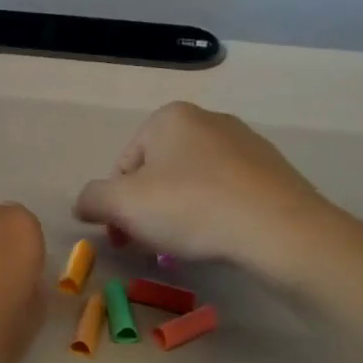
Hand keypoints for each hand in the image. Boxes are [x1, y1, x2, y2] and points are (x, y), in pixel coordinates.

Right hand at [74, 102, 362, 286]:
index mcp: (169, 117)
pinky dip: (214, 212)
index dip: (115, 206)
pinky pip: (227, 191)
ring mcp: (245, 142)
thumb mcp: (122, 205)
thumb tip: (84, 203)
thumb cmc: (191, 207)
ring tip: (186, 245)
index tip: (123, 238)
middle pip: (158, 172)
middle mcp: (208, 119)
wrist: (279, 230)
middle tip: (151, 244)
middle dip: (147, 209)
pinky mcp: (273, 170)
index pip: (123, 166)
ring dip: (179, 212)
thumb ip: (92, 199)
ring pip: (192, 182)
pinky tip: (220, 236)